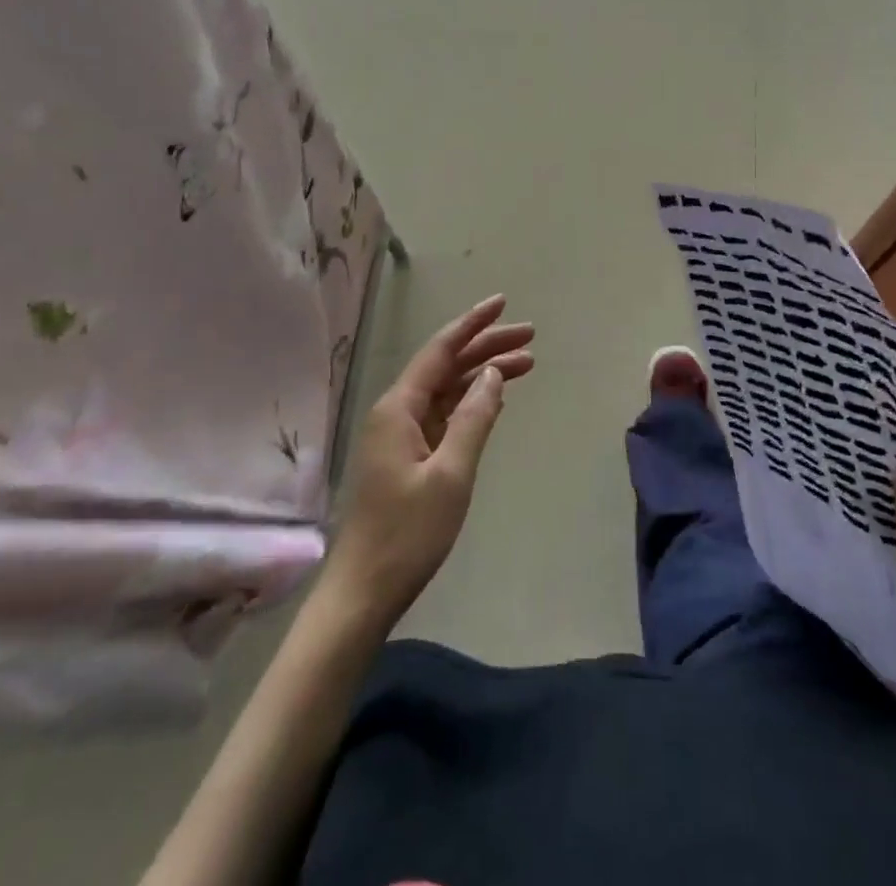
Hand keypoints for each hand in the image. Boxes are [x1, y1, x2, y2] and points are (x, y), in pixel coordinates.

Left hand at [322, 295, 533, 628]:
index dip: (473, 324)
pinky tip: (495, 398)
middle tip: (530, 337)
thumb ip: (474, 418)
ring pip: (447, 390)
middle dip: (486, 347)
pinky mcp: (407, 457)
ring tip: (526, 363)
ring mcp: (400, 435)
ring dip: (483, 375)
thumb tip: (492, 374)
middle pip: (446, 366)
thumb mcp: (451, 473)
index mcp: (399, 407)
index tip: (503, 303)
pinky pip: (443, 414)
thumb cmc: (408, 533)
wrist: (364, 591)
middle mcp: (396, 411)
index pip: (441, 350)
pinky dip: (471, 403)